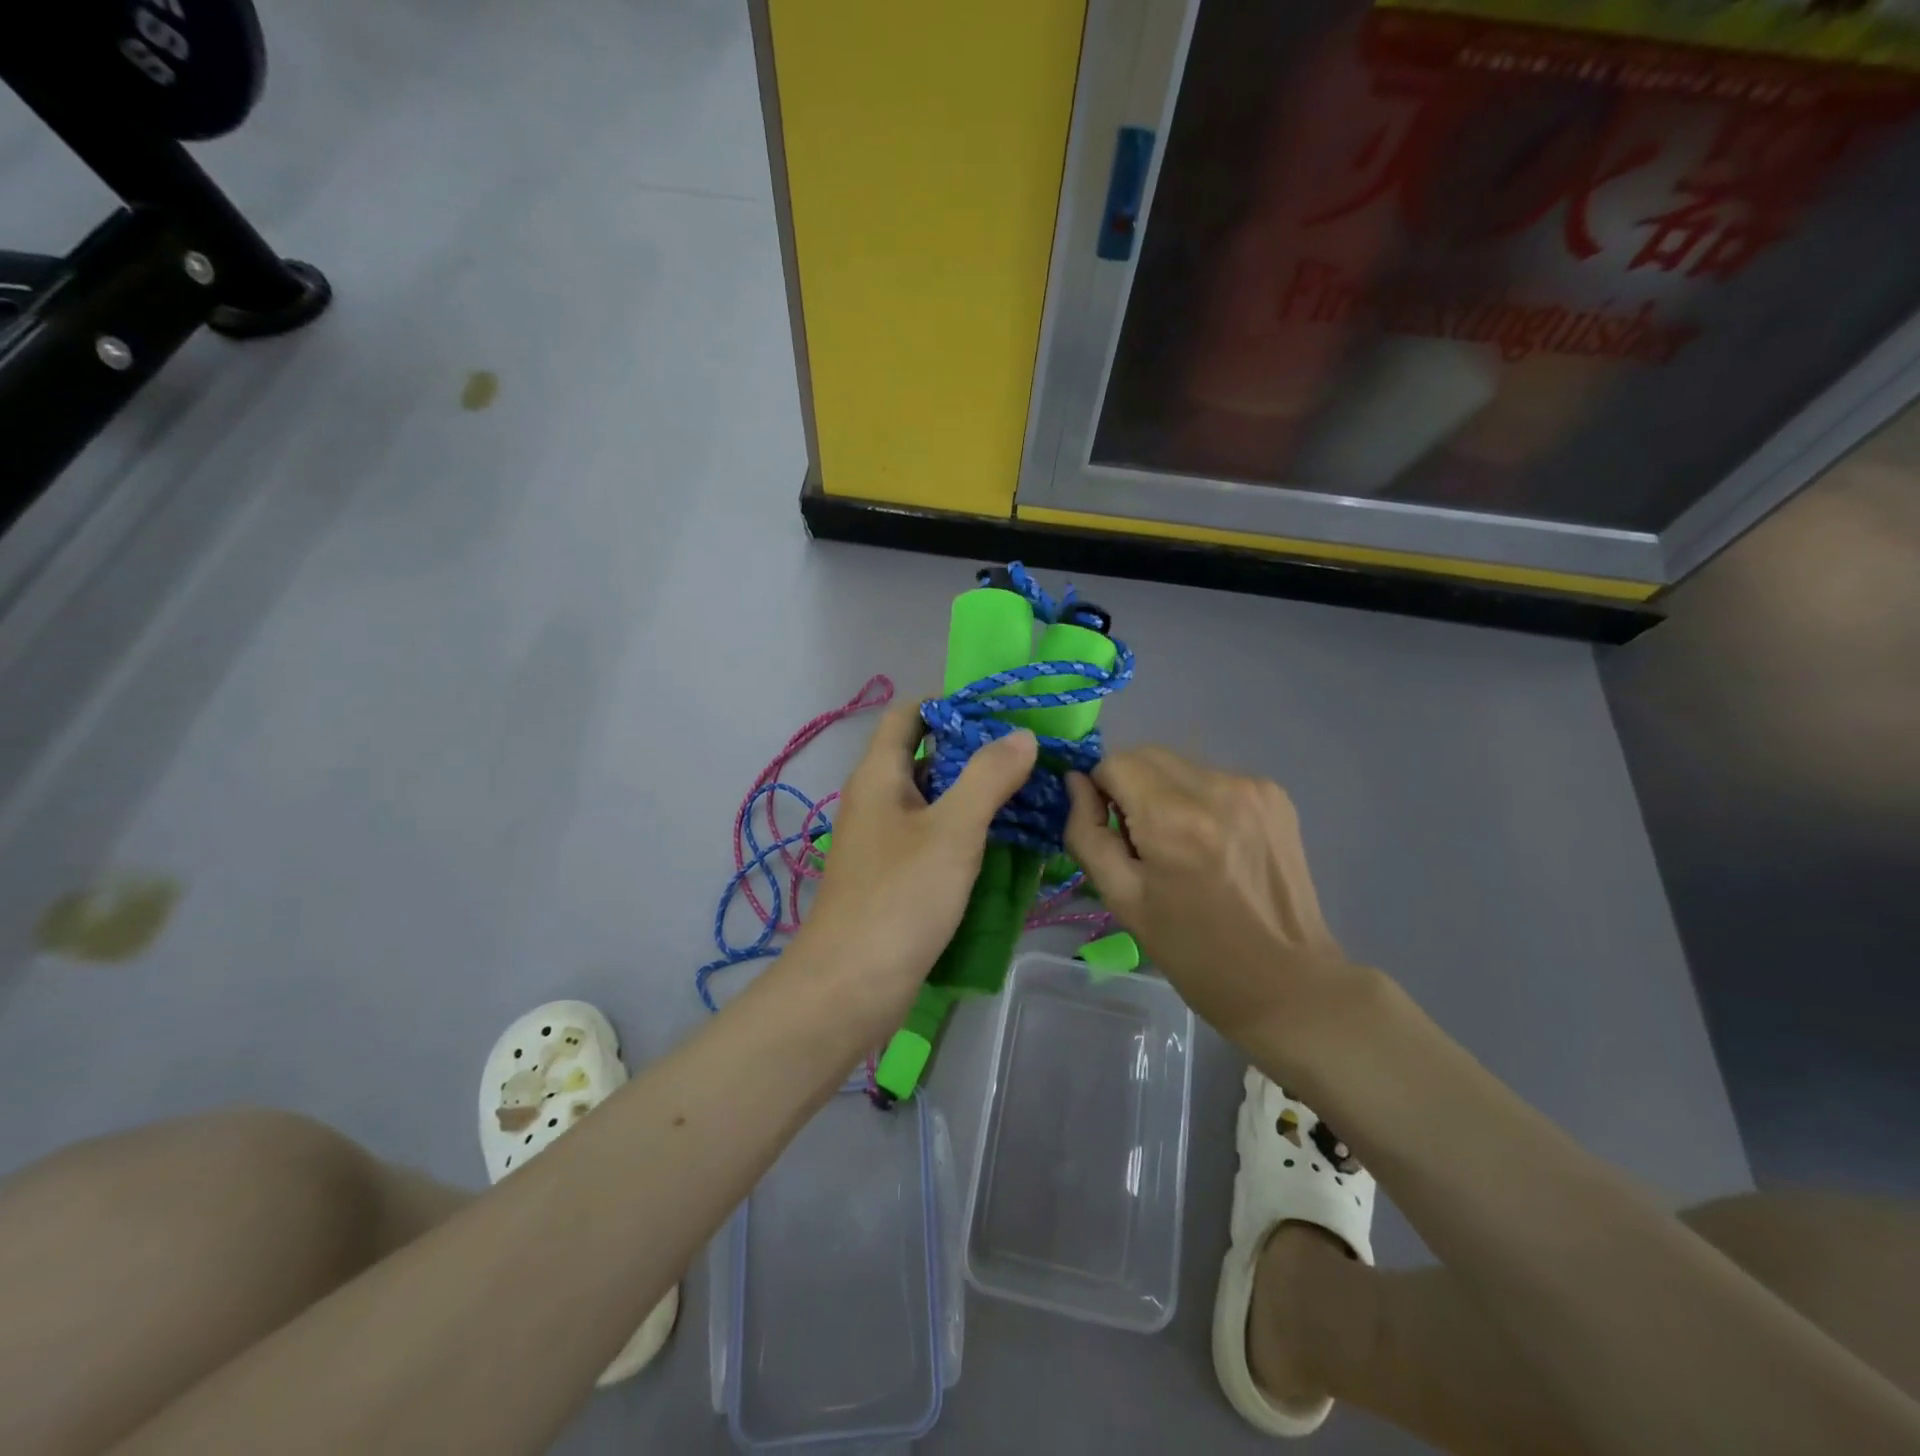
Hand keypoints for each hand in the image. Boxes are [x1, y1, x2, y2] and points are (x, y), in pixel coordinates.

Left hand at [801, 705, 1037, 1020]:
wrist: (851, 986)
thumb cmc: (900, 898)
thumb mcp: (952, 830)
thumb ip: (988, 777)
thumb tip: (1021, 735)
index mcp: (879, 775)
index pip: (909, 714)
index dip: (949, 702)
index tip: (1001, 709)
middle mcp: (876, 800)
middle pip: (924, 756)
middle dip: (973, 750)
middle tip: (1028, 752)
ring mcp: (883, 841)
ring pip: (932, 801)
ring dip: (973, 793)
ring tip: (1027, 791)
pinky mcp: (894, 877)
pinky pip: (932, 838)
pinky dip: (965, 831)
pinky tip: (1003, 841)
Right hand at [1064, 747, 1358, 1048]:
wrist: (1288, 982)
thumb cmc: (1194, 952)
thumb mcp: (1123, 900)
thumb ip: (1088, 833)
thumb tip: (1076, 783)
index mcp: (1174, 818)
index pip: (1115, 762)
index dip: (1103, 791)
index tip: (1114, 832)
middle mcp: (1217, 787)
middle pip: (1148, 755)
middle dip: (1131, 787)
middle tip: (1143, 841)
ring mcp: (1253, 788)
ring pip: (1182, 766)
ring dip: (1166, 792)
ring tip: (1184, 847)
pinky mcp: (1277, 796)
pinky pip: (1216, 779)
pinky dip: (1201, 801)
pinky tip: (1216, 845)